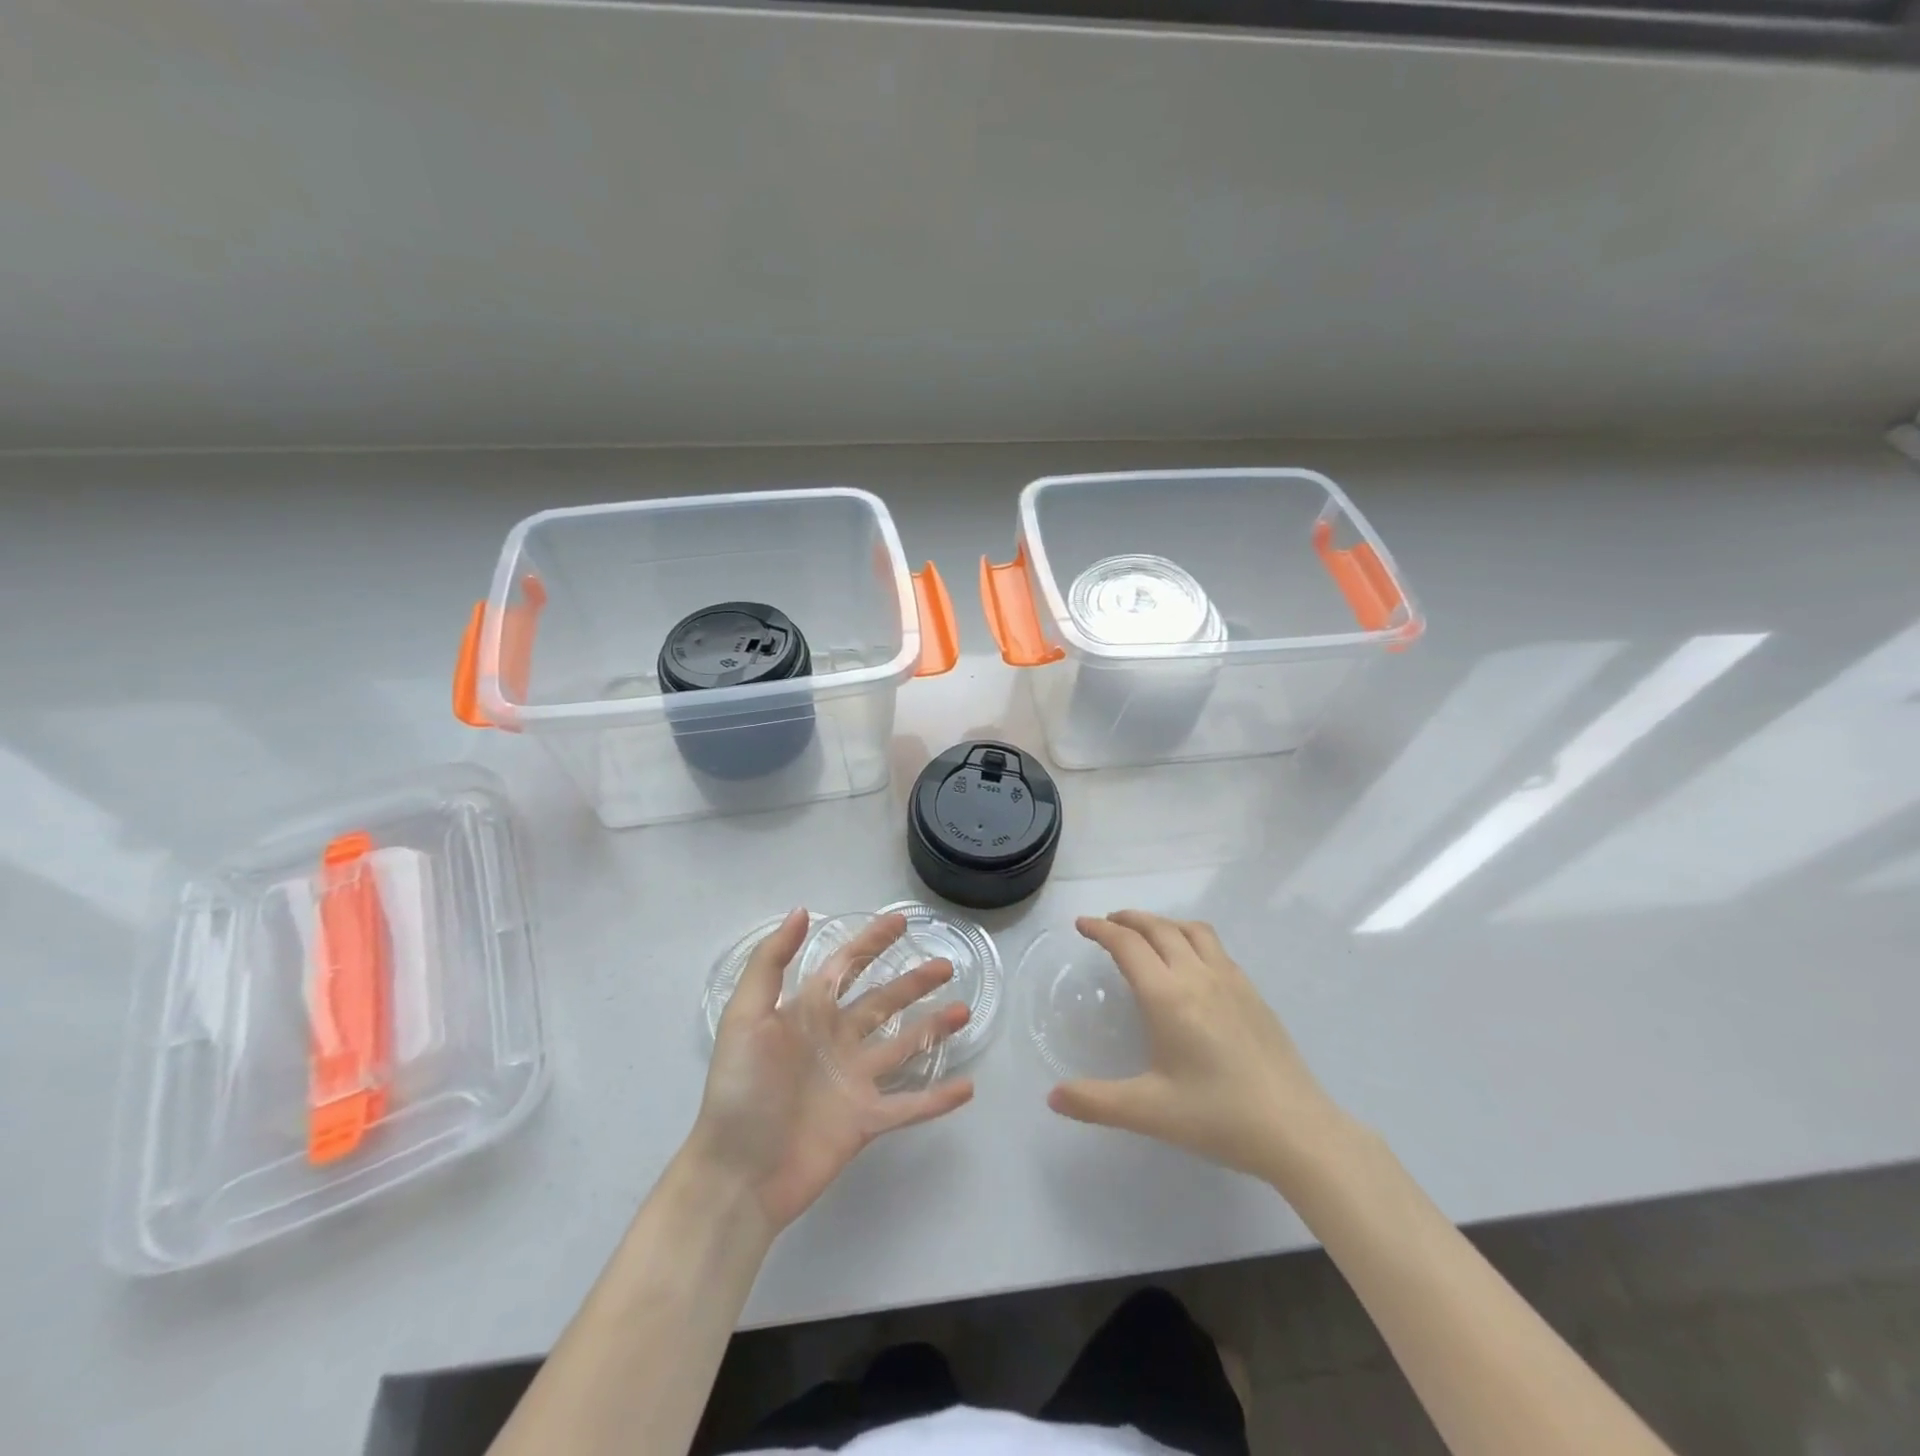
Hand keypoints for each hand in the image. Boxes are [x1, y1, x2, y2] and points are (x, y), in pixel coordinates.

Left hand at [690, 909, 973, 1230]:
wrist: (736, 1174)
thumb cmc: (740, 1089)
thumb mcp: (746, 1016)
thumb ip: (771, 962)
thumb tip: (801, 911)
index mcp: (809, 1013)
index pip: (847, 965)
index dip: (872, 941)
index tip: (901, 921)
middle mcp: (836, 1040)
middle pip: (884, 1002)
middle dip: (914, 982)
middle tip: (946, 964)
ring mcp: (853, 1081)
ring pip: (903, 1046)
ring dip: (933, 1029)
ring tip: (964, 1010)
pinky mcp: (865, 1121)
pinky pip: (909, 1106)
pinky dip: (938, 1098)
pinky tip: (968, 1086)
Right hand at [1047, 911, 1349, 1191]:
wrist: (1297, 1129)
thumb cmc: (1219, 1117)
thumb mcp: (1149, 1112)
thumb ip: (1096, 1102)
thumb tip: (1053, 1097)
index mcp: (1168, 996)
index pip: (1127, 945)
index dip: (1100, 930)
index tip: (1081, 924)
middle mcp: (1197, 976)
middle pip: (1158, 928)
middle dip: (1128, 919)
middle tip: (1107, 924)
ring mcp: (1230, 980)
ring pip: (1190, 930)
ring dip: (1161, 923)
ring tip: (1146, 933)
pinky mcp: (1253, 992)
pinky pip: (1214, 946)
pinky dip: (1189, 937)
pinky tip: (1190, 963)